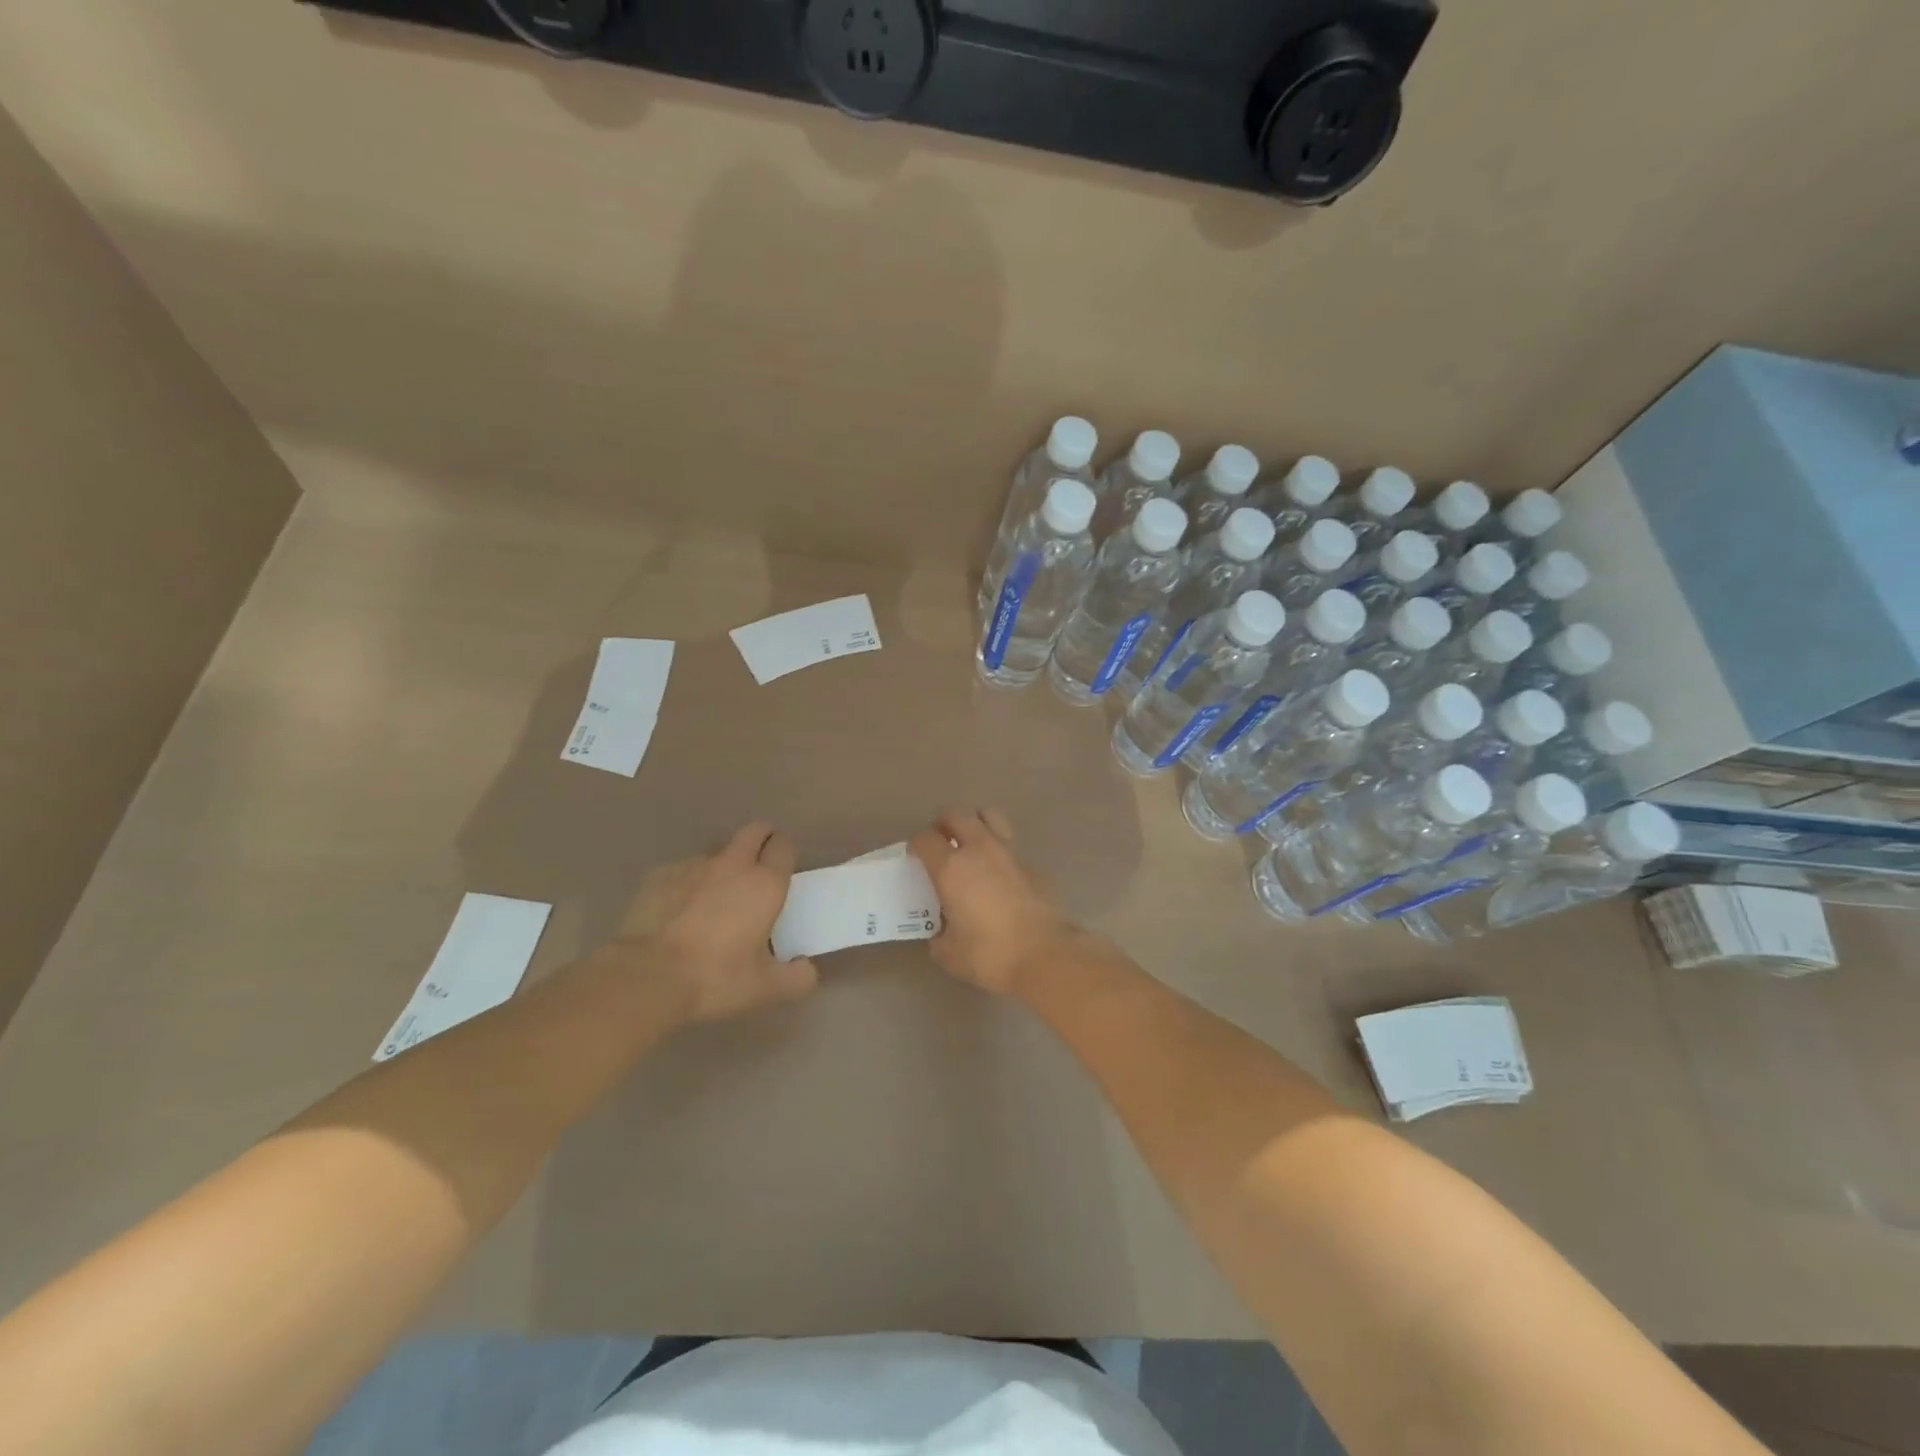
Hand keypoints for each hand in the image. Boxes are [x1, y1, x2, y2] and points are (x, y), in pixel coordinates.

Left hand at [611, 822, 818, 1021]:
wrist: (647, 976)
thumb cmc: (715, 978)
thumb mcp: (766, 988)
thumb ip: (797, 978)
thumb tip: (806, 968)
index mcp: (765, 883)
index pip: (784, 845)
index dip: (785, 853)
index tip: (783, 872)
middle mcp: (732, 864)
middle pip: (754, 831)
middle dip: (761, 840)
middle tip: (758, 868)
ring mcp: (693, 866)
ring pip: (717, 851)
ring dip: (724, 865)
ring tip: (715, 897)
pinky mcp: (660, 875)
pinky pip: (684, 870)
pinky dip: (689, 883)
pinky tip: (680, 911)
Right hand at [909, 808, 1081, 996]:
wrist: (1045, 956)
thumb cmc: (990, 955)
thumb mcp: (949, 953)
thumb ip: (939, 934)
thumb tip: (942, 930)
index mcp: (952, 868)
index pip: (925, 839)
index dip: (916, 845)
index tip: (915, 858)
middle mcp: (979, 850)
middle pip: (956, 815)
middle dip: (943, 824)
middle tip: (940, 842)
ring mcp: (1009, 853)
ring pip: (989, 816)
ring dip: (975, 823)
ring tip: (970, 844)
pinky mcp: (1032, 865)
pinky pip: (1010, 845)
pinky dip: (999, 851)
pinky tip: (999, 875)